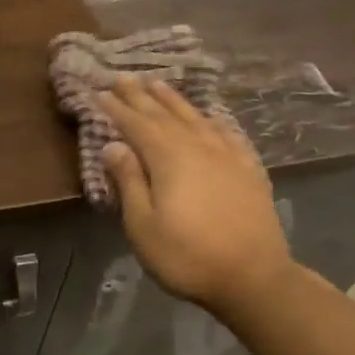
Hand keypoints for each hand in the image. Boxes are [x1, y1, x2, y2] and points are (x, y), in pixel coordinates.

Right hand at [98, 75, 293, 311]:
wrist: (254, 278)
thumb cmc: (187, 256)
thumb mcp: (143, 225)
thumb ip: (129, 181)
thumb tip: (113, 145)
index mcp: (168, 158)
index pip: (136, 124)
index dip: (116, 108)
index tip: (99, 91)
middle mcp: (198, 146)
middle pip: (164, 114)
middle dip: (141, 96)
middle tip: (123, 77)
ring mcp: (228, 156)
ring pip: (196, 118)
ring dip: (174, 100)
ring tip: (158, 84)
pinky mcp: (249, 170)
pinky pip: (229, 134)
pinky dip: (215, 121)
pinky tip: (212, 117)